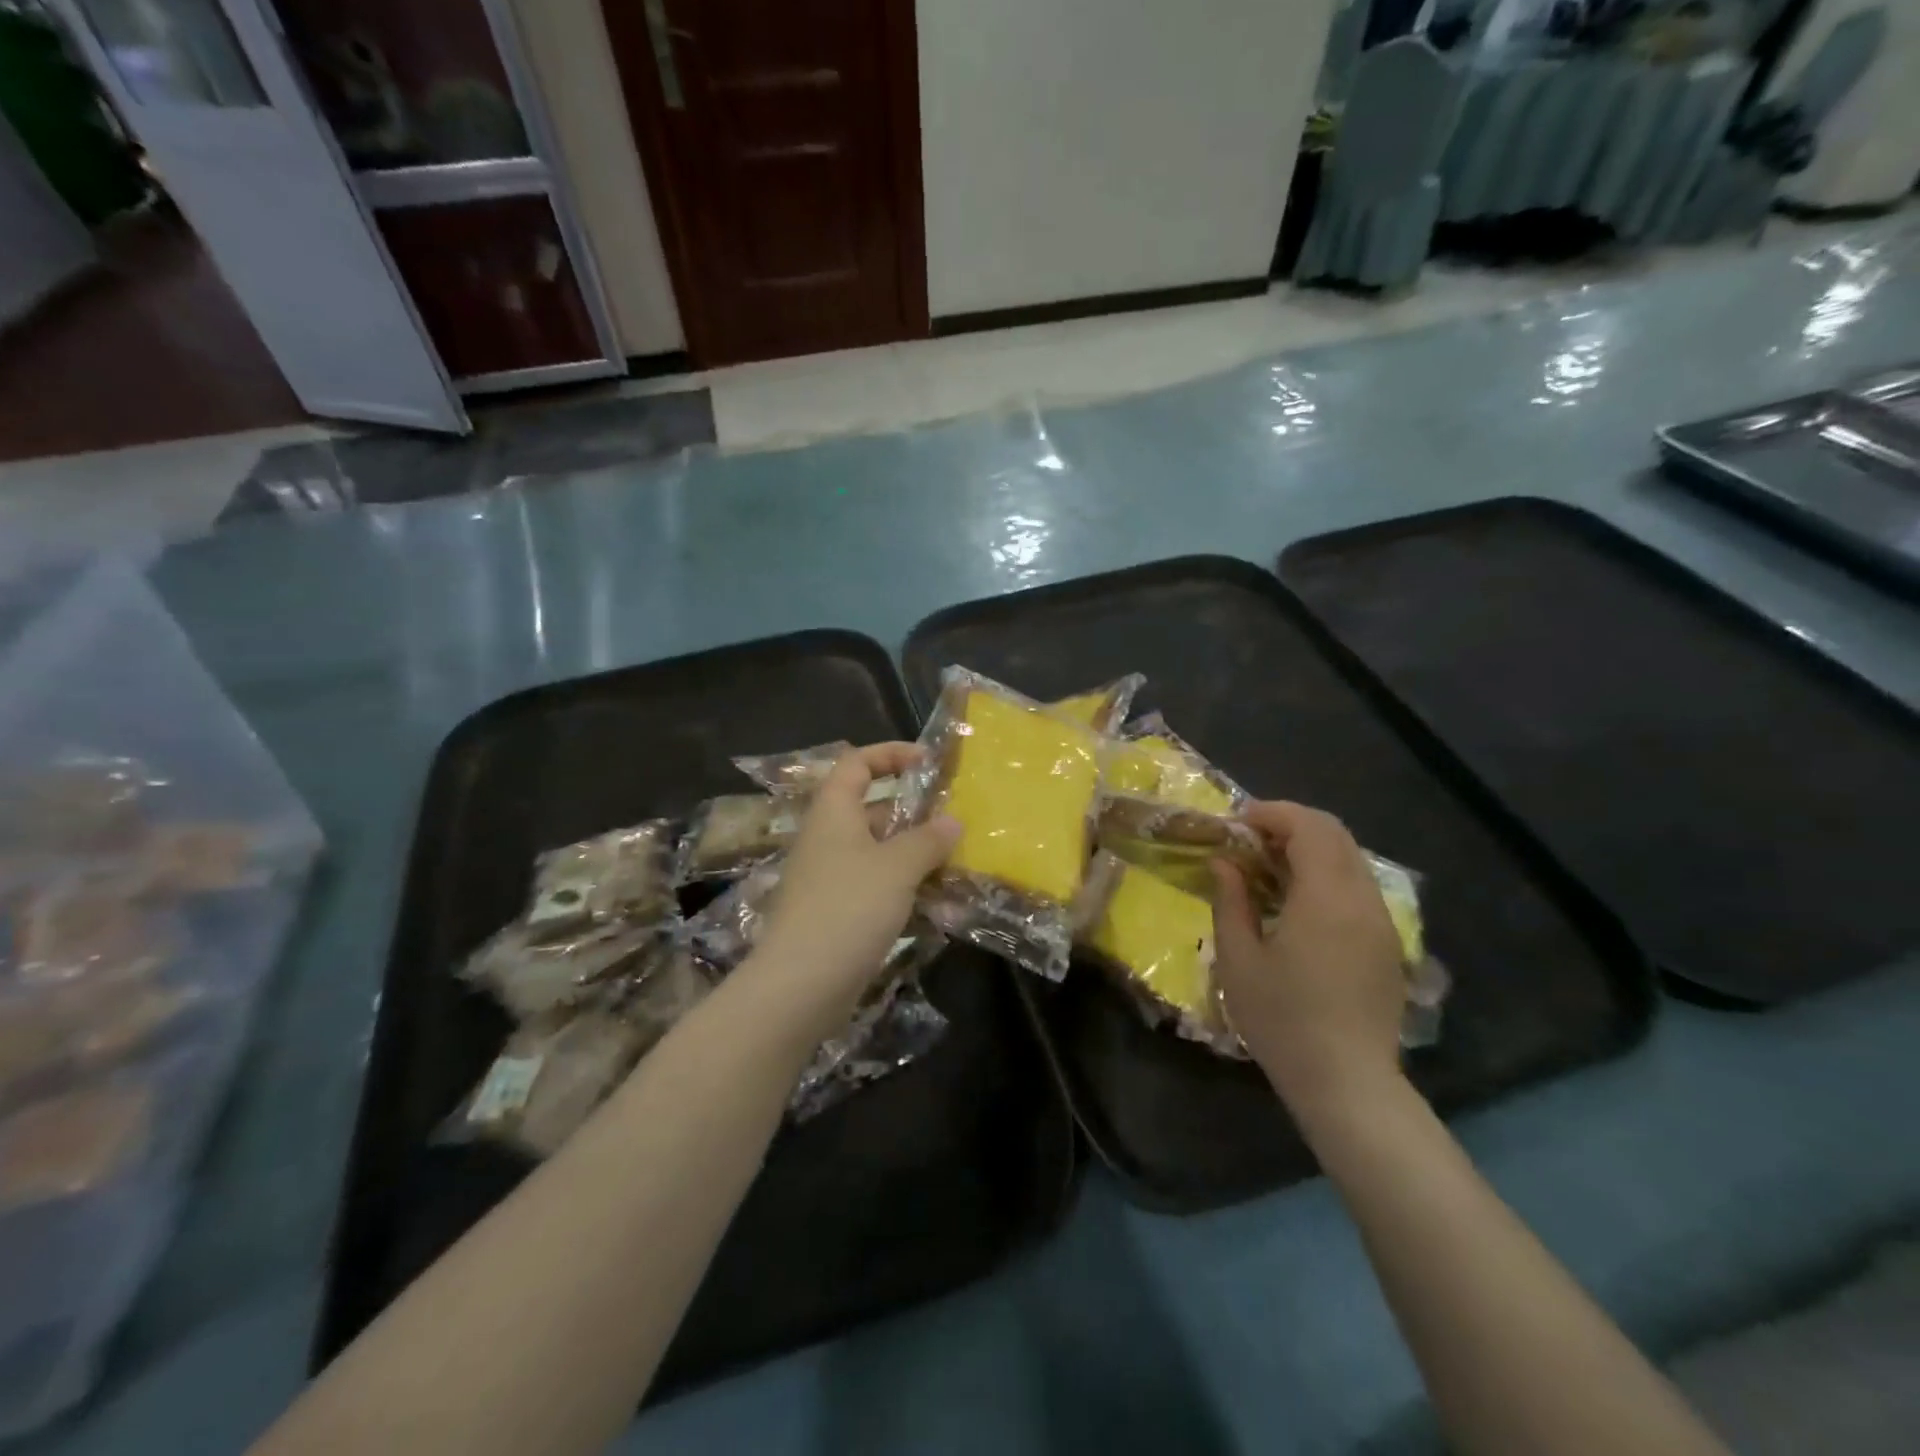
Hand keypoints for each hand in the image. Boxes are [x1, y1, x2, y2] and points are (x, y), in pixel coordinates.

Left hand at [755, 743, 959, 1007]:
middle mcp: (831, 838)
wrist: (801, 984)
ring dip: (918, 853)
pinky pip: (880, 886)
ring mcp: (834, 877)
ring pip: (881, 851)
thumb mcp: (897, 866)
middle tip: (957, 817)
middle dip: (916, 811)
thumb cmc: (848, 907)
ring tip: (960, 858)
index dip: (891, 754)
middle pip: (874, 808)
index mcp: (834, 812)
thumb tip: (952, 822)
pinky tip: (943, 902)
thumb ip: (928, 840)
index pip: (857, 763)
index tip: (929, 762)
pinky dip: (908, 887)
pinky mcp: (841, 912)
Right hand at [1210, 801, 1405, 1112]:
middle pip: (1335, 833)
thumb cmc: (1282, 1019)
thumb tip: (1224, 863)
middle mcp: (1362, 898)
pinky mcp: (1386, 943)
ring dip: (1310, 848)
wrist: (1347, 1083)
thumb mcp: (1239, 959)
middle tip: (1250, 840)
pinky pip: (1358, 886)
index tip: (1237, 823)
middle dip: (1291, 824)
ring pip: (1350, 858)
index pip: (1308, 826)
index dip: (1271, 813)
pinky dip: (1326, 874)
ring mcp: (1381, 921)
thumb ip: (1231, 901)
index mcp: (1326, 897)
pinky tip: (1296, 902)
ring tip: (1268, 868)